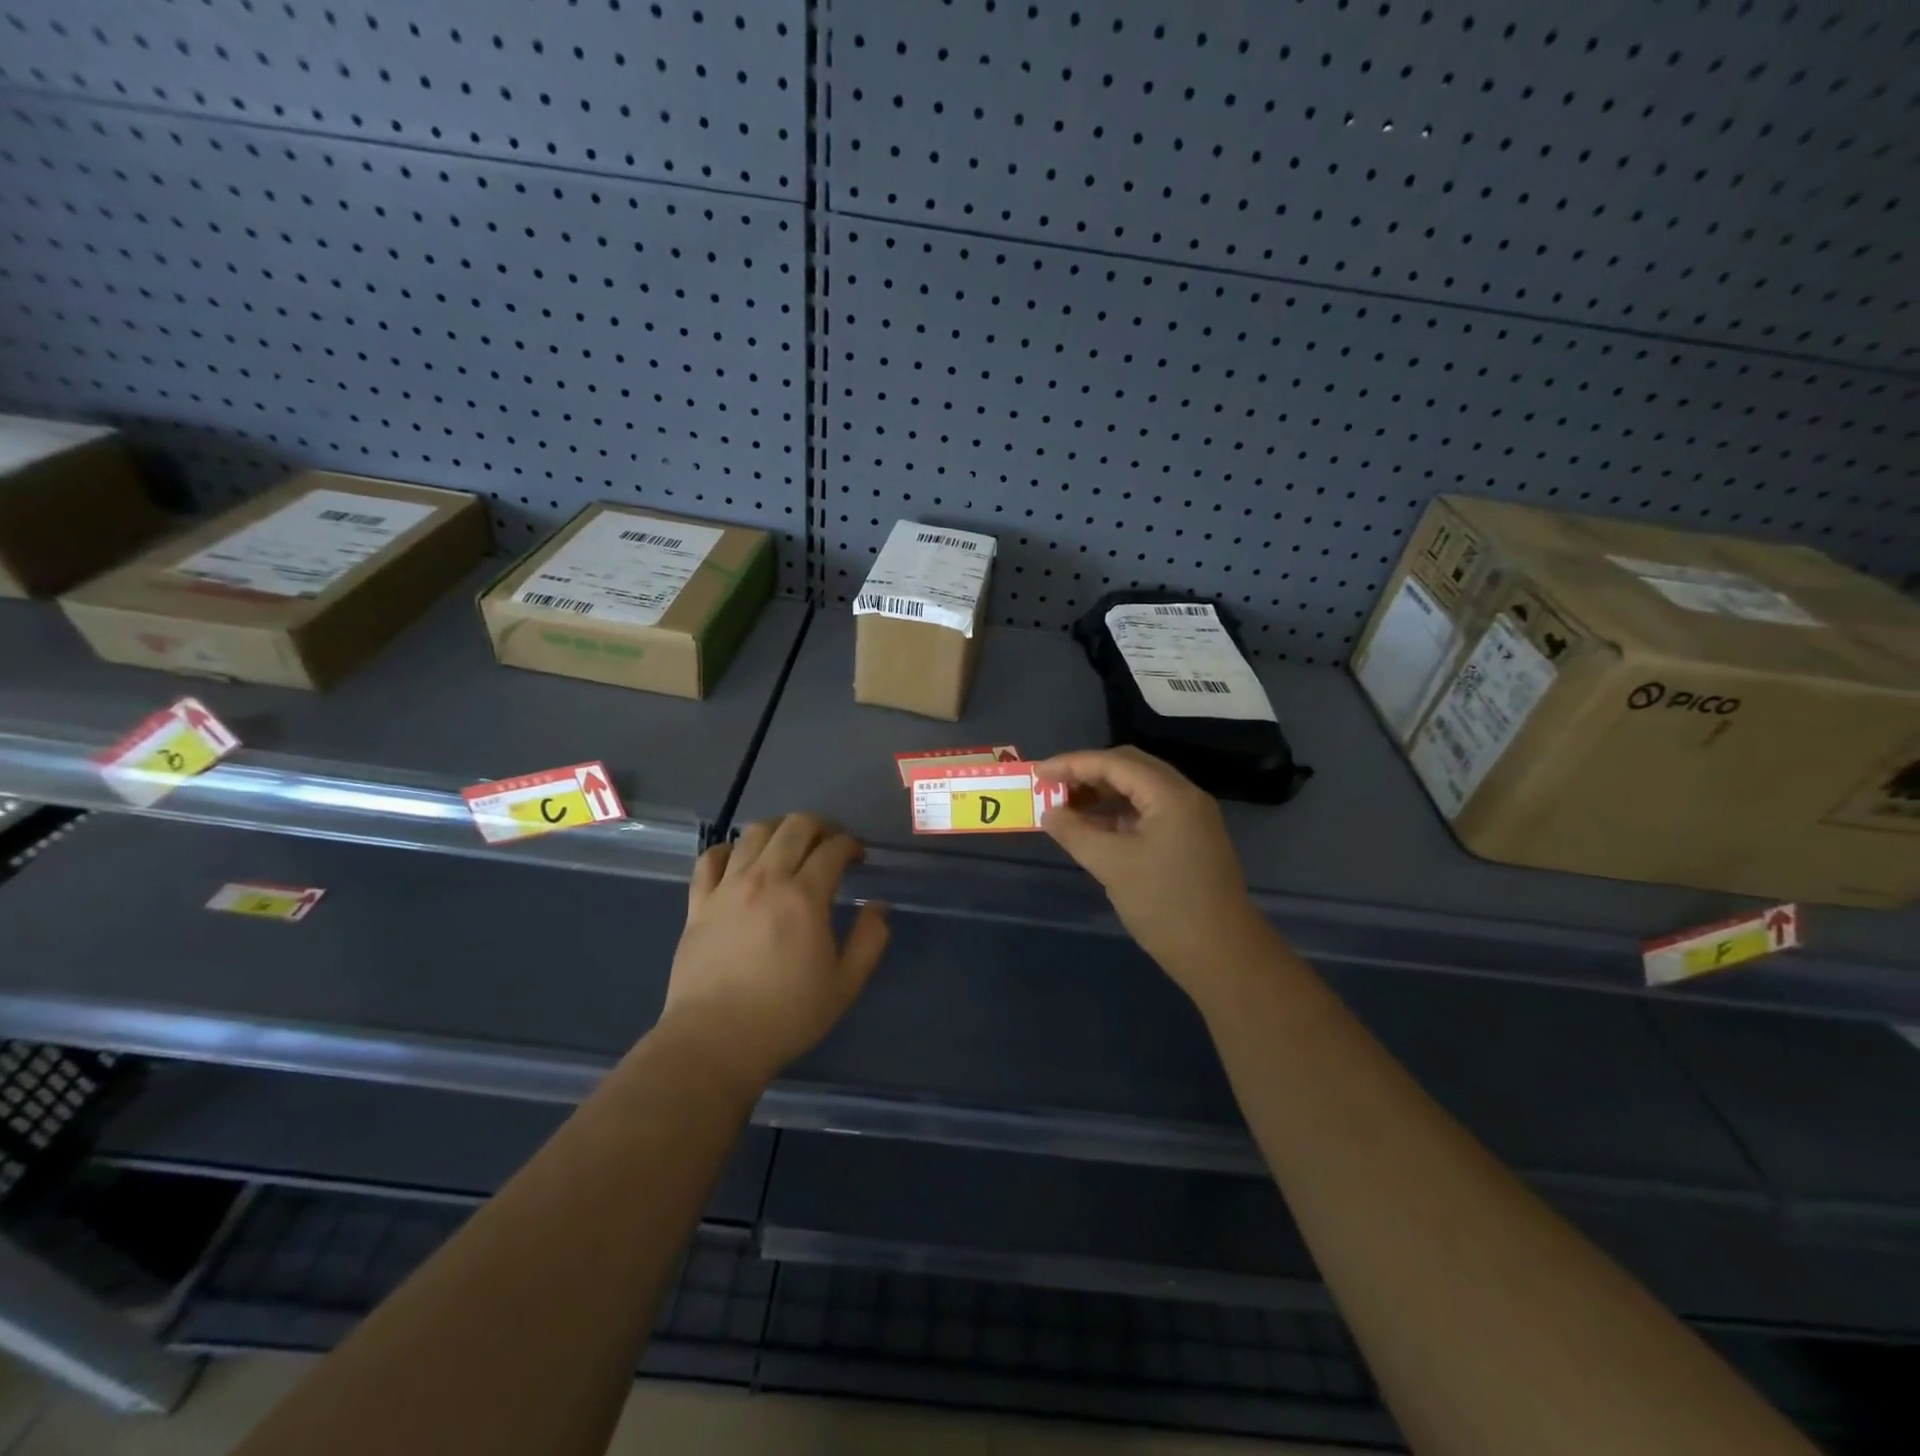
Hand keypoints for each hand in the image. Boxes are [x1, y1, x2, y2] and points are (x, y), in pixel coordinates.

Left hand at [662, 814, 889, 1091]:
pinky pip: (711, 858)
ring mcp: (727, 888)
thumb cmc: (786, 1016)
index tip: (858, 855)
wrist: (714, 1042)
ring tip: (789, 844)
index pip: (833, 849)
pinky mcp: (698, 903)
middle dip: (820, 826)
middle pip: (794, 827)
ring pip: (754, 833)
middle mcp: (766, 880)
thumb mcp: (844, 985)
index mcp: (805, 897)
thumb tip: (878, 906)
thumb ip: (869, 940)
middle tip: (829, 842)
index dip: (850, 845)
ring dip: (779, 829)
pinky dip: (729, 849)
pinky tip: (739, 860)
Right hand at [1035, 747, 1266, 994]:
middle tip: (1052, 787)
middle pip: (1129, 768)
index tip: (1038, 773)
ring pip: (1138, 790)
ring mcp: (1189, 818)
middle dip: (1087, 774)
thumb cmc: (1165, 904)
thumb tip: (1049, 813)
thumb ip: (1075, 832)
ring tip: (1066, 808)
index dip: (1072, 764)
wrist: (1222, 955)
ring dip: (1101, 794)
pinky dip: (1117, 814)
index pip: (1114, 763)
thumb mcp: (1111, 865)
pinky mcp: (1188, 840)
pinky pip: (1147, 812)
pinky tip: (1092, 828)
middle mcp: (1184, 796)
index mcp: (1170, 794)